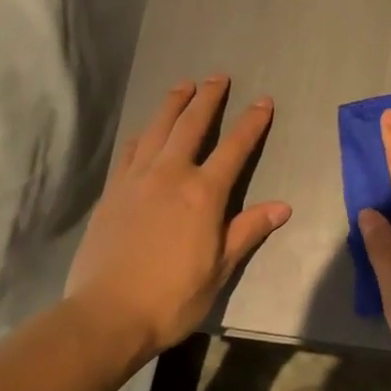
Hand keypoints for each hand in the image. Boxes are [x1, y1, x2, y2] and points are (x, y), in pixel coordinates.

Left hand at [65, 77, 290, 355]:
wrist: (107, 313)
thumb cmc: (173, 296)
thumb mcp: (220, 268)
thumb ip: (248, 230)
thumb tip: (282, 207)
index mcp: (203, 194)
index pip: (234, 148)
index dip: (251, 123)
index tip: (263, 101)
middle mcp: (170, 175)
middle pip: (191, 126)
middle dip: (207, 99)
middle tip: (217, 76)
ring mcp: (136, 180)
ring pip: (156, 130)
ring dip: (172, 105)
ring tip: (183, 85)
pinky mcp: (112, 192)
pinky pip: (130, 152)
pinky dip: (143, 134)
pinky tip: (145, 131)